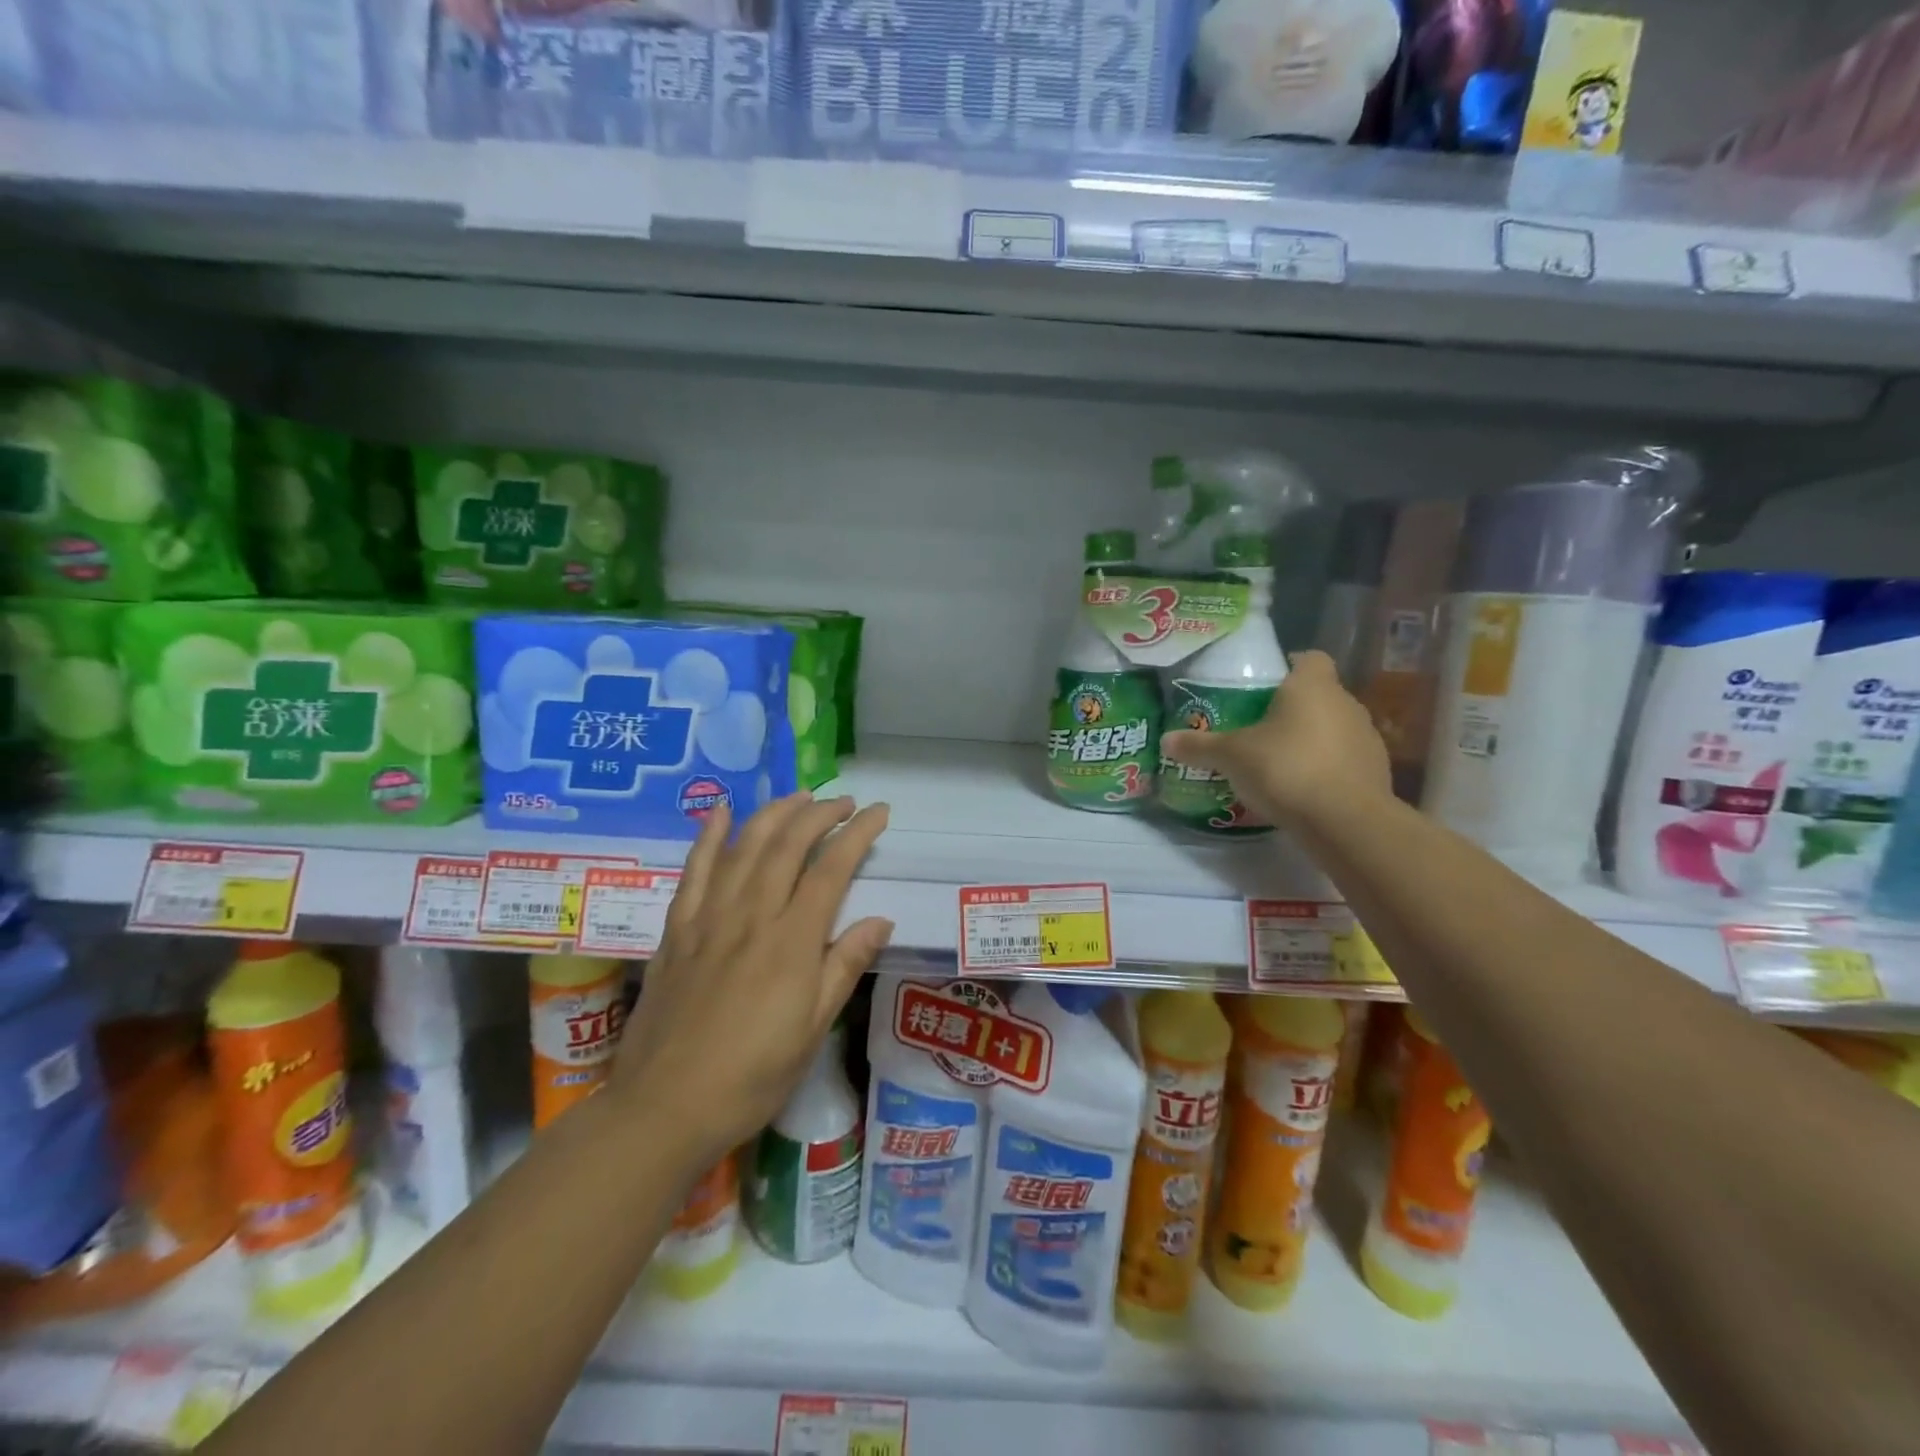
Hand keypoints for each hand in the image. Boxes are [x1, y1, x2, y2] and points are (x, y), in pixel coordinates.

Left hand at [611, 793, 891, 1168]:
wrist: (664, 1107)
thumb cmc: (751, 1076)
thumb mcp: (813, 1029)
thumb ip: (845, 966)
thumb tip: (881, 920)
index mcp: (791, 942)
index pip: (831, 869)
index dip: (857, 834)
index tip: (878, 812)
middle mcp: (751, 916)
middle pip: (788, 845)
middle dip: (819, 814)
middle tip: (842, 802)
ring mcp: (708, 918)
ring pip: (744, 847)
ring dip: (774, 814)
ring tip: (798, 797)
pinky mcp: (677, 930)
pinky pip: (694, 871)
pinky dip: (708, 836)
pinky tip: (720, 812)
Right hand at [1159, 650, 1389, 828]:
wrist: (1346, 822)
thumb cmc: (1286, 769)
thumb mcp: (1231, 757)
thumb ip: (1199, 746)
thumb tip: (1165, 740)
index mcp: (1312, 686)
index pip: (1308, 658)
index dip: (1287, 666)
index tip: (1263, 685)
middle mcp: (1346, 703)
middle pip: (1318, 695)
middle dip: (1292, 708)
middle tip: (1258, 727)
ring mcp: (1366, 738)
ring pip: (1333, 728)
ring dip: (1311, 739)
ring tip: (1278, 762)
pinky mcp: (1376, 772)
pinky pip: (1343, 760)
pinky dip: (1325, 768)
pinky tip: (1301, 789)